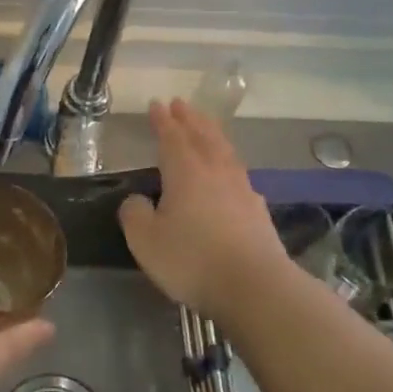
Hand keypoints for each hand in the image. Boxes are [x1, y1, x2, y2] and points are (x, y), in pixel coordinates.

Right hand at [118, 99, 291, 315]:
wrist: (255, 287)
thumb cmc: (192, 259)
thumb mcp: (145, 240)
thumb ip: (134, 214)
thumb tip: (137, 200)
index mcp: (185, 172)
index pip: (172, 137)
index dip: (162, 120)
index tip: (156, 104)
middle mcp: (215, 172)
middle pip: (203, 136)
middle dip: (190, 119)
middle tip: (181, 104)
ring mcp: (241, 189)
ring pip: (224, 151)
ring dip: (212, 134)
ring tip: (205, 126)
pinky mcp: (257, 210)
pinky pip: (239, 173)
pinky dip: (229, 162)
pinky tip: (231, 171)